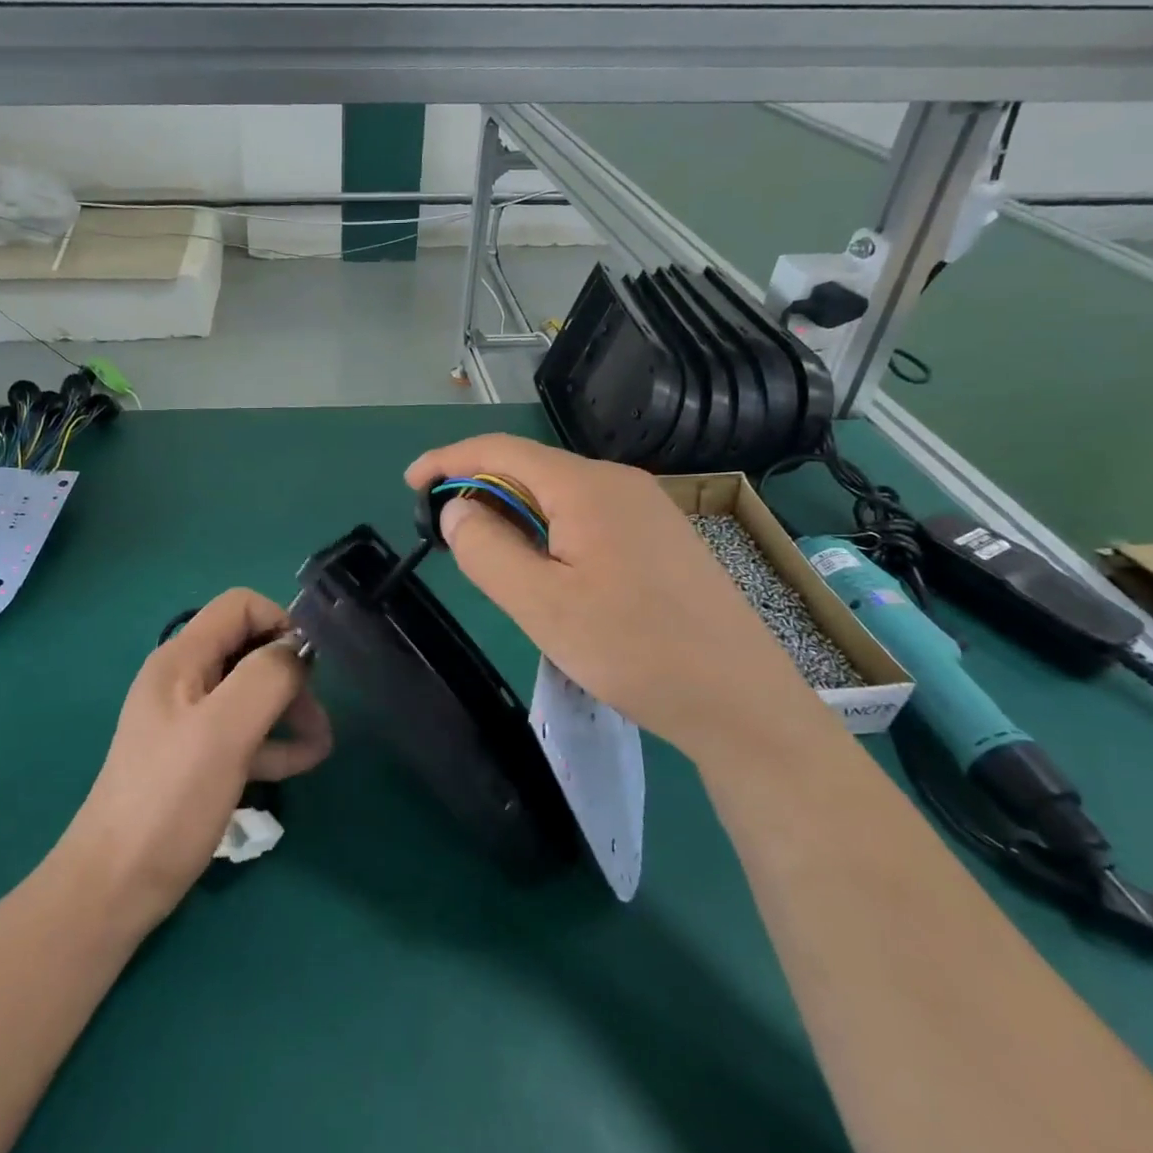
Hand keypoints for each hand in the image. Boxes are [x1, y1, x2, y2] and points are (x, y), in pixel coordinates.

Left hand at [62, 589, 332, 929]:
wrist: (115, 888)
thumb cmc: (170, 800)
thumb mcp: (224, 731)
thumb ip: (266, 677)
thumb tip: (299, 649)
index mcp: (181, 659)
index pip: (240, 606)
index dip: (279, 623)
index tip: (307, 665)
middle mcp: (184, 679)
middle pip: (249, 649)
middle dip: (289, 674)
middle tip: (318, 713)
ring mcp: (188, 720)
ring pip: (251, 693)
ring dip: (289, 709)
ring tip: (322, 743)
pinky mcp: (196, 757)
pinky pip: (243, 732)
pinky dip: (274, 740)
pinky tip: (303, 762)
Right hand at [406, 435, 821, 763]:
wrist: (741, 702)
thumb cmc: (634, 650)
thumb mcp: (541, 605)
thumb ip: (486, 549)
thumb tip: (456, 508)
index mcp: (586, 486)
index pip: (500, 450)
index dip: (448, 459)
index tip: (410, 483)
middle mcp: (619, 481)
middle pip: (531, 468)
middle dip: (481, 490)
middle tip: (448, 535)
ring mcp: (647, 506)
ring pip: (560, 493)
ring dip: (515, 513)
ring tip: (494, 559)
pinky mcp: (662, 536)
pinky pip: (588, 514)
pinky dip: (550, 529)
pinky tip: (550, 570)